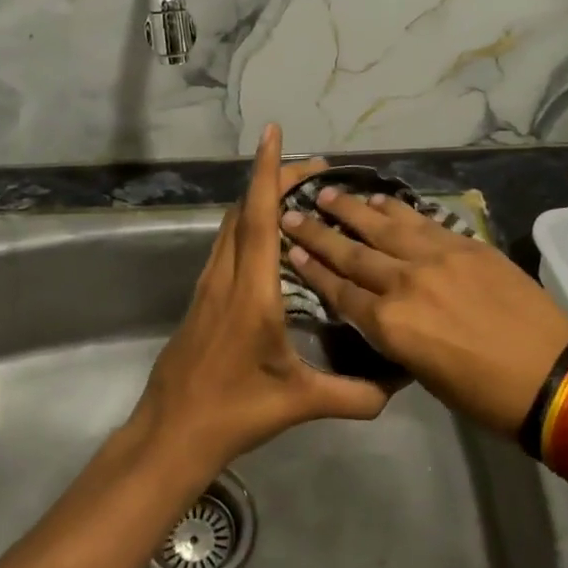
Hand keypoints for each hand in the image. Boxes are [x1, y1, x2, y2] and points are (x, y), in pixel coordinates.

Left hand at [129, 125, 390, 484]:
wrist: (170, 433)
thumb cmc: (233, 412)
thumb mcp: (298, 403)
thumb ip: (352, 394)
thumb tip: (397, 387)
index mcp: (252, 292)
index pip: (259, 218)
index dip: (267, 172)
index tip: (273, 134)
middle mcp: (226, 277)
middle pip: (244, 210)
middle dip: (274, 179)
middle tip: (314, 170)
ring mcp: (208, 286)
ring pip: (231, 225)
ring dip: (258, 200)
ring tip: (296, 195)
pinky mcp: (201, 298)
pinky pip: (226, 245)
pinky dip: (248, 224)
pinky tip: (269, 239)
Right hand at [279, 189, 567, 436]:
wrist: (553, 376)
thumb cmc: (485, 395)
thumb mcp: (423, 373)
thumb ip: (395, 335)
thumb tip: (381, 311)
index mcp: (391, 325)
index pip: (341, 291)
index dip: (313, 269)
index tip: (291, 249)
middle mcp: (405, 282)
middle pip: (352, 253)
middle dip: (318, 232)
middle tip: (292, 213)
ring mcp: (437, 257)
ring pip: (383, 226)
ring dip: (352, 209)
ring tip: (327, 192)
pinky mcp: (465, 244)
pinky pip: (422, 221)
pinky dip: (397, 209)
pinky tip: (380, 200)